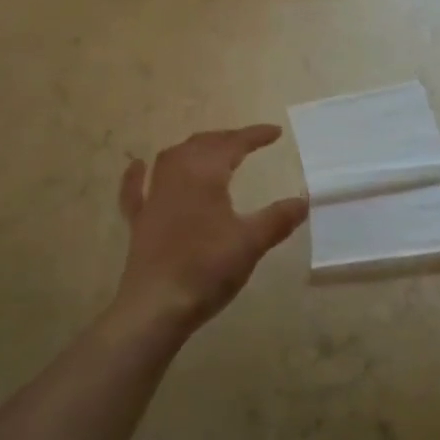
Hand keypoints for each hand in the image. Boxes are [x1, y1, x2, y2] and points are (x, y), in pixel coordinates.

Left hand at [112, 125, 308, 334]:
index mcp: (204, 174)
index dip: (255, 135)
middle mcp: (176, 175)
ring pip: (172, 158)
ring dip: (193, 149)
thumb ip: (278, 219)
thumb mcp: (250, 243)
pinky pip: (136, 189)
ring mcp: (153, 196)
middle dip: (226, 138)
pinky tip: (138, 166)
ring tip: (210, 150)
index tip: (276, 133)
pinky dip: (137, 175)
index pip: (233, 144)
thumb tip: (304, 200)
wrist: (156, 306)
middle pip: (202, 144)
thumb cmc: (206, 269)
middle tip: (248, 142)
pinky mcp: (139, 220)